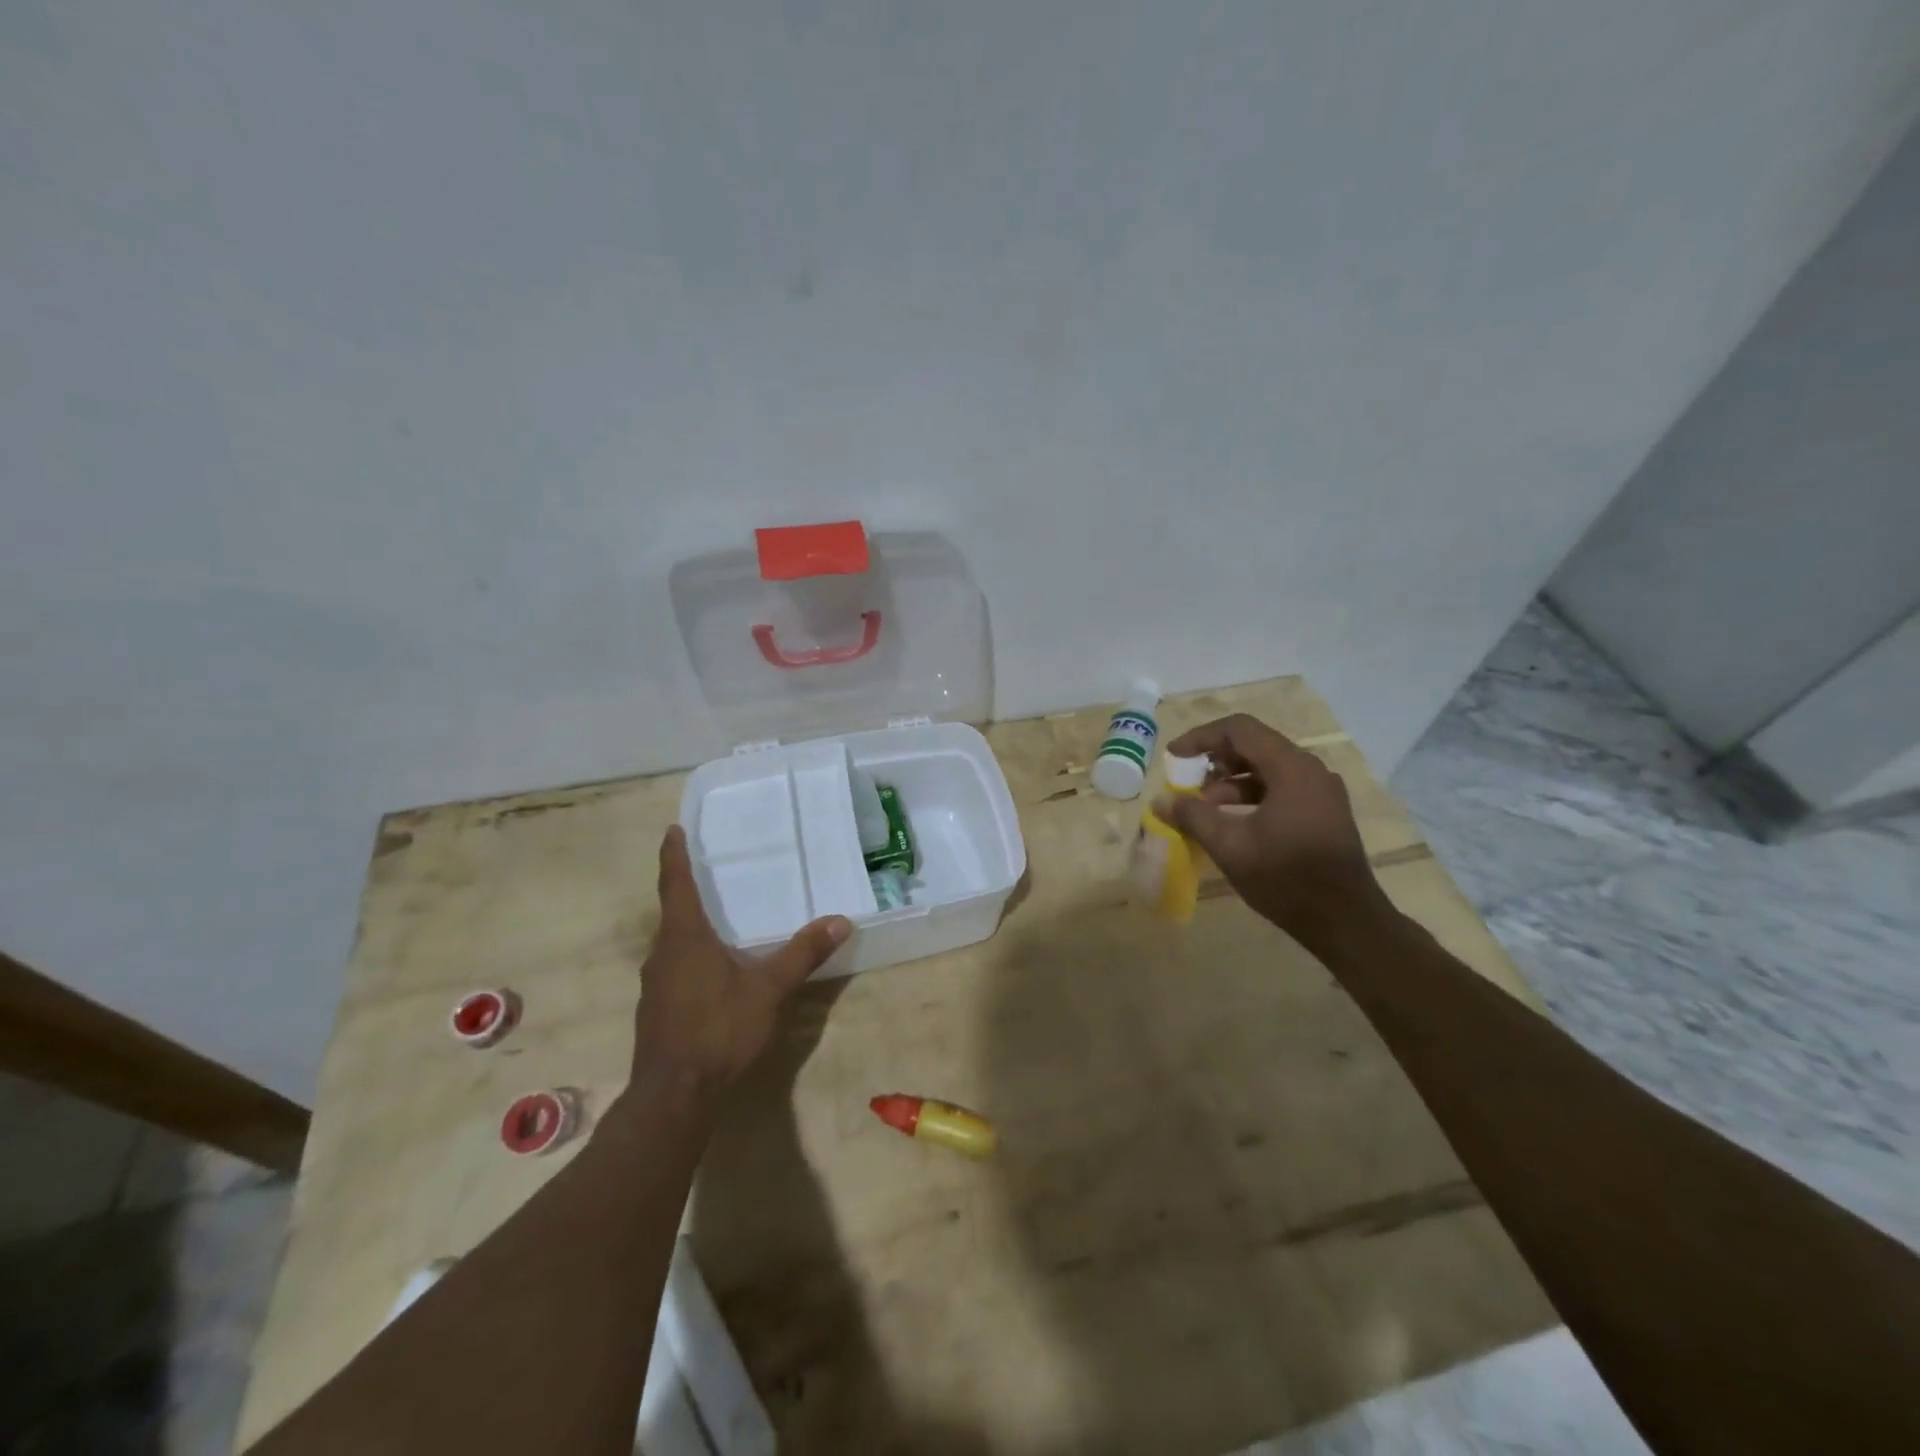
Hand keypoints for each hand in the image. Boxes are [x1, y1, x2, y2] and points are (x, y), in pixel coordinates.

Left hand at [627, 825, 851, 1107]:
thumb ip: (803, 954)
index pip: (676, 884)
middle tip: (710, 872)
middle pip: (673, 912)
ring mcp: (654, 985)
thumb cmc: (718, 1030)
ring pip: (673, 944)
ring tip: (717, 920)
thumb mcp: (769, 990)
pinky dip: (691, 957)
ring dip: (690, 927)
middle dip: (687, 891)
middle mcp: (662, 954)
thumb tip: (841, 920)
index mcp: (684, 938)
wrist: (674, 1097)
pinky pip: (674, 968)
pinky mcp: (657, 1010)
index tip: (673, 830)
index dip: (675, 856)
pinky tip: (713, 972)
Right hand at [1153, 714, 1385, 944]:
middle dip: (1215, 759)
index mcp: (1291, 768)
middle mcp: (1310, 770)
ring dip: (1232, 780)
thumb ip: (1193, 816)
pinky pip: (1281, 787)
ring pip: (1267, 767)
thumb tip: (1161, 800)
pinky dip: (1252, 794)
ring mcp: (1321, 791)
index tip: (1174, 756)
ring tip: (1205, 805)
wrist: (1346, 921)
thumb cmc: (1286, 878)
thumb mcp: (1230, 846)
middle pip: (1255, 745)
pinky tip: (1232, 820)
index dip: (1201, 737)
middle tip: (1188, 780)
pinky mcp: (1323, 811)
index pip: (1240, 730)